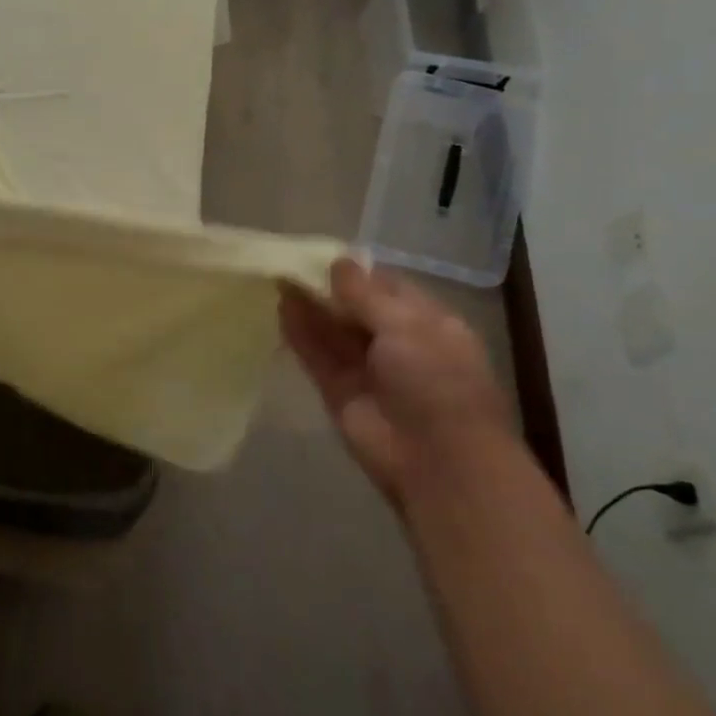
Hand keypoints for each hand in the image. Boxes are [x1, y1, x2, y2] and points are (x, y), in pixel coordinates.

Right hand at [280, 257, 514, 509]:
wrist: (437, 461)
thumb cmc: (437, 382)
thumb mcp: (407, 326)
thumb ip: (365, 295)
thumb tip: (338, 262)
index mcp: (428, 324)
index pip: (389, 288)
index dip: (358, 272)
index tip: (323, 254)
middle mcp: (398, 344)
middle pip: (356, 309)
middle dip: (327, 288)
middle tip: (290, 262)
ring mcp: (367, 370)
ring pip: (333, 332)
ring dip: (309, 308)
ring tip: (278, 278)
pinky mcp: (340, 393)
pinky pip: (317, 357)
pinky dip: (299, 335)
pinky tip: (280, 309)